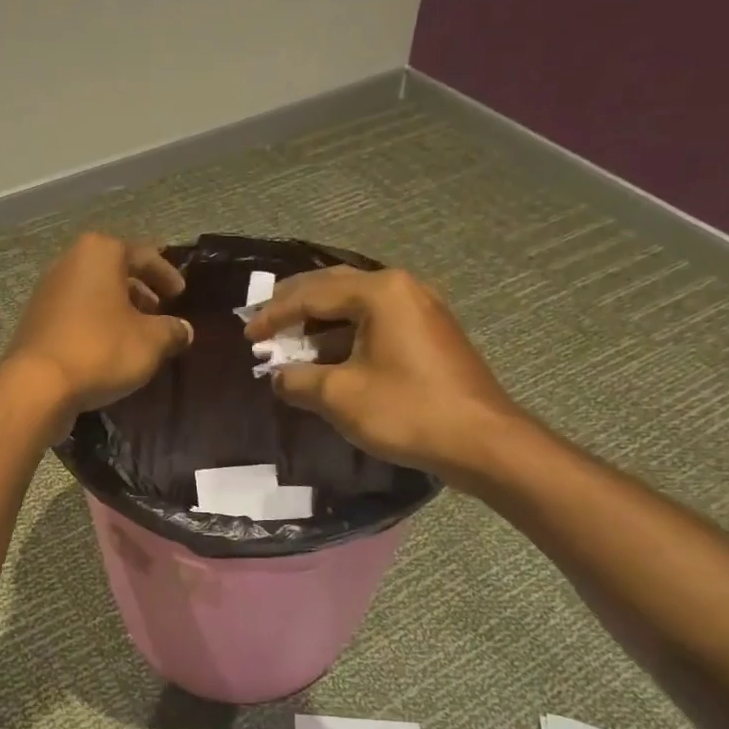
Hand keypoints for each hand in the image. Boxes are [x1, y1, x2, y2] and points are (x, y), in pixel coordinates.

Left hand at [3, 233, 193, 422]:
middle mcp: (70, 261)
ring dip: (118, 308)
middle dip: (140, 290)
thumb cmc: (101, 350)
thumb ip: (173, 330)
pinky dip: (96, 322)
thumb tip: (184, 330)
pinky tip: (109, 347)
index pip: (144, 255)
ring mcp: (48, 290)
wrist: (38, 385)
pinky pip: (76, 312)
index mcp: (100, 252)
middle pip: (114, 270)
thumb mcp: (151, 341)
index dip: (167, 274)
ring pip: (94, 292)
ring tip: (137, 332)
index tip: (181, 293)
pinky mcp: (36, 319)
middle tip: (159, 311)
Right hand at [245, 266, 522, 478]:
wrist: (482, 441)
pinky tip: (327, 355)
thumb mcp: (340, 396)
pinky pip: (376, 322)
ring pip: (356, 305)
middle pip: (334, 287)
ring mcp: (421, 309)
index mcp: (380, 292)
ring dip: (320, 321)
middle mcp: (402, 288)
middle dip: (295, 304)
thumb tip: (277, 377)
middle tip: (263, 320)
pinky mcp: (430, 334)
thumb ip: (298, 380)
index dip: (274, 315)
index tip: (247, 335)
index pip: (312, 294)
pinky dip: (345, 334)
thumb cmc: (407, 410)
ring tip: (289, 339)